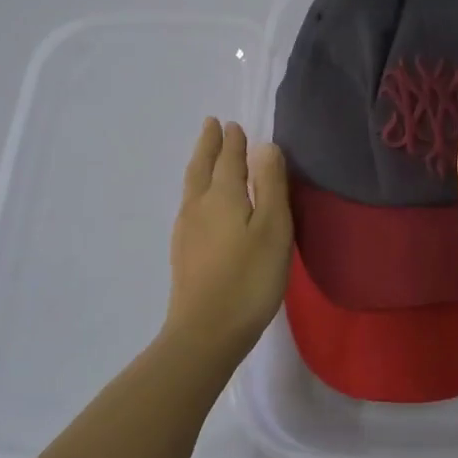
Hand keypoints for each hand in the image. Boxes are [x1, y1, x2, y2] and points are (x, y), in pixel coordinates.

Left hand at [164, 119, 292, 360]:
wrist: (206, 332)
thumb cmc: (249, 278)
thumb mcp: (273, 228)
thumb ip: (270, 185)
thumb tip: (264, 146)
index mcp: (221, 196)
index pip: (228, 159)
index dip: (232, 142)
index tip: (232, 124)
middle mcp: (198, 206)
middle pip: (201, 167)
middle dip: (208, 145)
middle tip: (211, 125)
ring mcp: (186, 231)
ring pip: (192, 186)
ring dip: (200, 165)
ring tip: (206, 156)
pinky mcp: (184, 253)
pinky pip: (190, 205)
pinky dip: (197, 189)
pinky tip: (201, 203)